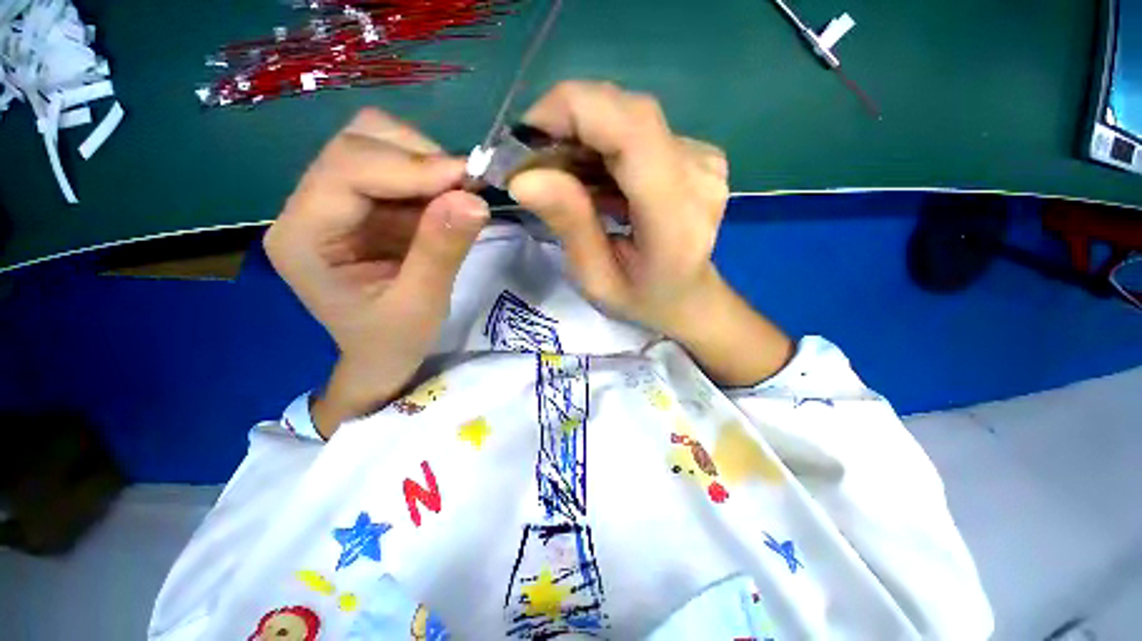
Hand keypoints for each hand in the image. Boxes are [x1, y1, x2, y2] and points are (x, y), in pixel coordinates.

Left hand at [264, 108, 487, 435]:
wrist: (382, 354)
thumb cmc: (394, 340)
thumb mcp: (422, 304)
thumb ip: (442, 251)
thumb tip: (474, 200)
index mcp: (303, 238)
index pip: (346, 172)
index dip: (410, 166)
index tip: (468, 180)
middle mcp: (306, 207)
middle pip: (356, 144)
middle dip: (418, 158)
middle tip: (466, 189)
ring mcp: (332, 201)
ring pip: (374, 143)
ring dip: (425, 162)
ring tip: (458, 197)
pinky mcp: (361, 204)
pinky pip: (395, 166)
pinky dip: (429, 176)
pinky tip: (447, 203)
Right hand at [508, 81, 791, 384]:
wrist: (690, 298)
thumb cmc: (643, 300)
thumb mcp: (597, 280)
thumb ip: (570, 226)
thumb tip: (524, 177)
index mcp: (676, 218)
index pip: (631, 129)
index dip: (571, 111)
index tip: (524, 137)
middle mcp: (699, 175)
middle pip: (627, 113)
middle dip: (568, 124)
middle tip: (534, 162)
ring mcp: (704, 160)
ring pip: (629, 118)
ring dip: (582, 137)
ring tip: (560, 177)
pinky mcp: (697, 154)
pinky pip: (639, 131)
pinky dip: (603, 146)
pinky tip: (592, 179)